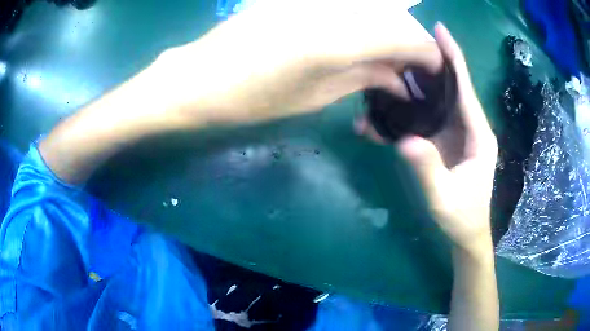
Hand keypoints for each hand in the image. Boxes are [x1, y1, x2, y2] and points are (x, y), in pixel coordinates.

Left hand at [149, 0, 442, 125]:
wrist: (202, 77)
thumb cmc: (254, 98)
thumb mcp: (316, 95)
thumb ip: (365, 77)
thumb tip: (399, 78)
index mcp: (338, 40)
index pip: (406, 36)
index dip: (426, 53)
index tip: (433, 70)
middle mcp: (332, 8)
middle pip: (393, 17)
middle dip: (410, 43)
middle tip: (410, 69)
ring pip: (373, 9)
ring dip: (389, 32)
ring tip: (387, 59)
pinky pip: (348, 6)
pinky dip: (365, 22)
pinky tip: (361, 41)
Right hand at [358, 23, 497, 252]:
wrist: (466, 232)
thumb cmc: (461, 217)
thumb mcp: (443, 199)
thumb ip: (428, 170)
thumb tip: (404, 141)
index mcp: (478, 134)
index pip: (465, 87)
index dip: (454, 56)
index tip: (439, 29)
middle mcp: (470, 126)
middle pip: (452, 85)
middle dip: (433, 61)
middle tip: (406, 43)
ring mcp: (459, 132)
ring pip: (440, 97)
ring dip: (420, 80)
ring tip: (395, 65)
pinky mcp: (448, 140)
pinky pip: (432, 115)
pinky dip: (415, 105)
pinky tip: (394, 101)